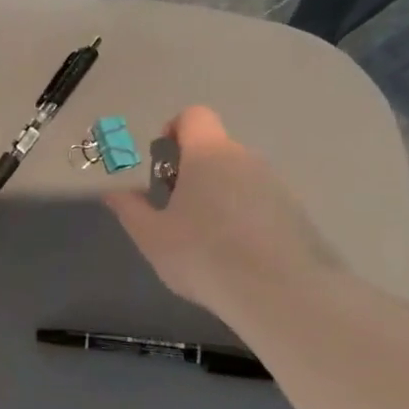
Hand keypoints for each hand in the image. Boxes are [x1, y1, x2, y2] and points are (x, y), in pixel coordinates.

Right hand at [104, 106, 339, 321]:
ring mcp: (274, 183)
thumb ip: (130, 209)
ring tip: (207, 238)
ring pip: (237, 176)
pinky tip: (237, 252)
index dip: (174, 130)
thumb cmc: (203, 255)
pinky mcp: (295, 211)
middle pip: (214, 149)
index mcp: (207, 154)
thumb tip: (114, 192)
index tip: (162, 164)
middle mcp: (244, 158)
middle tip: (176, 210)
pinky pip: (259, 201)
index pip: (193, 116)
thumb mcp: (152, 236)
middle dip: (192, 171)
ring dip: (219, 194)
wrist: (279, 293)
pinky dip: (244, 215)